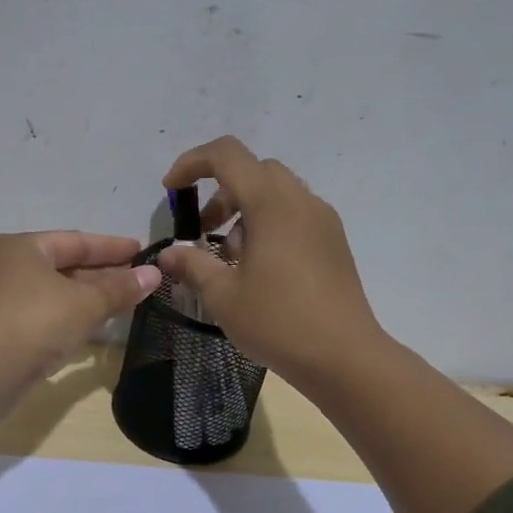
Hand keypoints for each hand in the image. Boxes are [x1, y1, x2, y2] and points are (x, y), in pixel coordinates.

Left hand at [0, 231, 161, 380]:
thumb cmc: (36, 322)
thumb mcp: (86, 304)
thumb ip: (120, 289)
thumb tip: (153, 274)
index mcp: (20, 247)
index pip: (75, 241)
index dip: (112, 248)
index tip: (141, 252)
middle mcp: (0, 266)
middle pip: (59, 266)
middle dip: (98, 275)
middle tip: (134, 282)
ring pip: (47, 293)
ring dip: (81, 298)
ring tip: (115, 306)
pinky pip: (35, 316)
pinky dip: (61, 318)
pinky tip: (83, 329)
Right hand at [157, 136, 383, 387]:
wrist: (345, 357)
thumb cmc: (278, 321)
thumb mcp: (223, 295)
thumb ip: (192, 265)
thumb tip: (168, 255)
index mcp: (271, 203)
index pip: (227, 155)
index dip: (192, 163)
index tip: (171, 192)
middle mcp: (301, 201)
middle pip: (254, 170)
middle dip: (220, 191)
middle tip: (203, 230)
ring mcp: (323, 220)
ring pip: (277, 192)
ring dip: (245, 209)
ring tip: (231, 257)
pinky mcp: (334, 242)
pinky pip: (295, 214)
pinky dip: (269, 223)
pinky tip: (260, 268)